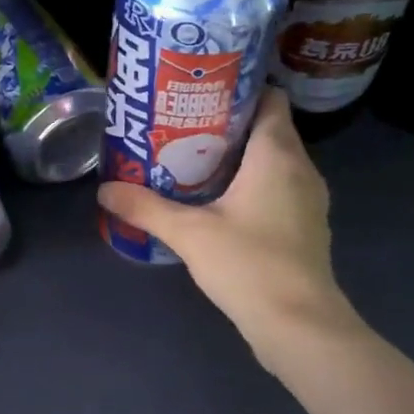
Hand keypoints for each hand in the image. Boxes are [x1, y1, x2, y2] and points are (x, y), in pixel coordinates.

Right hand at [96, 88, 362, 373]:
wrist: (298, 323)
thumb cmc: (248, 264)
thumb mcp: (188, 233)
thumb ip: (145, 208)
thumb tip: (104, 190)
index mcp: (278, 154)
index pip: (268, 99)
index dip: (237, 91)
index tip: (199, 98)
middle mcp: (301, 168)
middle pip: (267, 129)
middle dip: (226, 127)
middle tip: (182, 131)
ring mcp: (308, 199)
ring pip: (273, 162)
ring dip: (239, 160)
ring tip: (193, 164)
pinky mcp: (305, 226)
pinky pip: (278, 189)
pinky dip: (252, 186)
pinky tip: (219, 204)